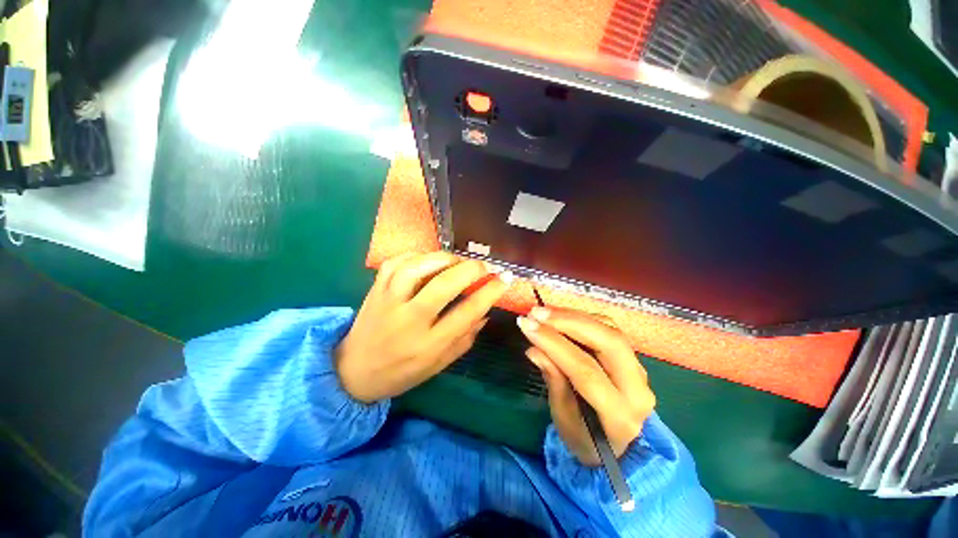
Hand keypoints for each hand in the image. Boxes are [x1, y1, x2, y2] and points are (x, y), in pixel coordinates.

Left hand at [336, 252, 513, 402]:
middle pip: (443, 285)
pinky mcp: (375, 289)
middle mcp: (409, 320)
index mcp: (428, 345)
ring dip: (444, 259)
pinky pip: (397, 263)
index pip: (467, 312)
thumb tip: (486, 312)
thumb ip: (465, 338)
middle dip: (471, 269)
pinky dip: (417, 256)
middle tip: (485, 265)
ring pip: (417, 268)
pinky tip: (429, 259)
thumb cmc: (401, 372)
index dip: (490, 292)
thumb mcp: (439, 364)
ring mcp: (388, 301)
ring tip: (459, 261)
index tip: (504, 279)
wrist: (352, 372)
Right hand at [518, 308, 655, 465]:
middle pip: (608, 342)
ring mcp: (639, 370)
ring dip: (573, 316)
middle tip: (537, 313)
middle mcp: (638, 389)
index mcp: (620, 416)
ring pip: (610, 330)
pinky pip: (608, 328)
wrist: (618, 448)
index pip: (586, 371)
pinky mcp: (632, 358)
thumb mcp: (563, 419)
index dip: (554, 344)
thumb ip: (553, 380)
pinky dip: (582, 318)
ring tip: (543, 312)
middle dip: (569, 322)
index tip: (527, 325)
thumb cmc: (585, 439)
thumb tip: (534, 349)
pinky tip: (560, 317)